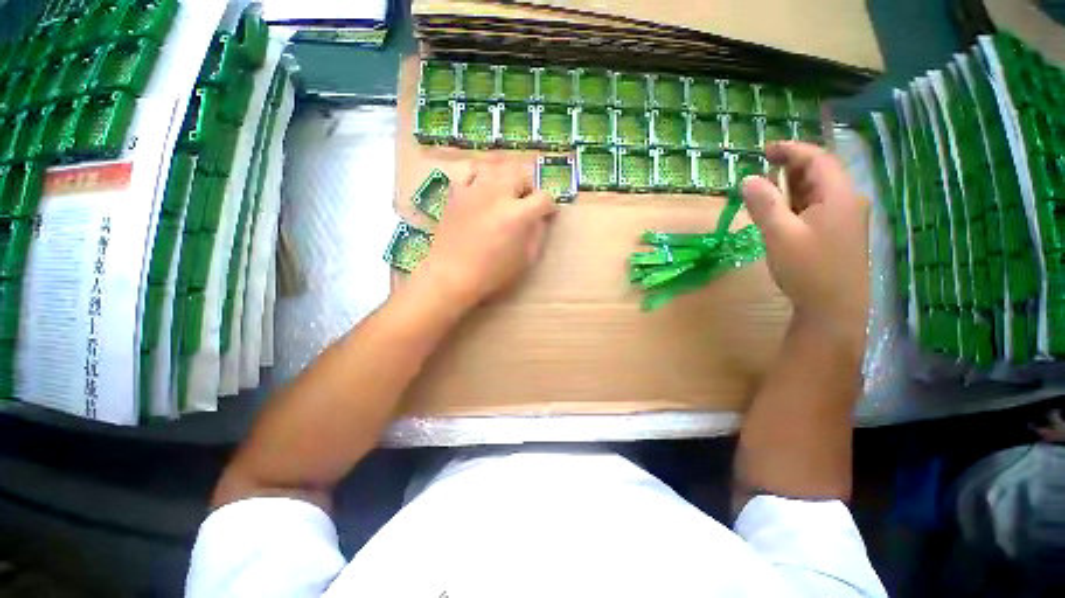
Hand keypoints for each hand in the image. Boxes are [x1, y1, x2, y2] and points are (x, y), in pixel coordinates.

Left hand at [414, 156, 556, 308]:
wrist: (453, 274)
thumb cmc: (492, 273)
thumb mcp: (525, 259)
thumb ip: (538, 235)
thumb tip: (542, 220)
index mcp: (518, 214)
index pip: (543, 198)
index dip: (550, 207)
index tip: (549, 215)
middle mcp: (498, 194)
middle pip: (521, 175)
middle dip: (528, 188)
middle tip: (526, 203)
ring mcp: (475, 190)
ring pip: (497, 168)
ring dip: (506, 180)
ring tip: (504, 194)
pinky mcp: (457, 193)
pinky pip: (471, 173)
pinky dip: (480, 178)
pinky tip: (481, 190)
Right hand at [740, 142, 868, 343]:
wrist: (834, 309)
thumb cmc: (809, 269)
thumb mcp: (780, 235)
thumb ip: (764, 204)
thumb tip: (748, 179)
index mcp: (839, 195)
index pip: (817, 159)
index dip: (791, 150)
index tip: (766, 149)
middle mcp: (848, 201)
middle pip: (820, 172)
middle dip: (792, 166)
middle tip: (763, 167)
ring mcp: (846, 219)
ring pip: (819, 191)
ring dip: (794, 185)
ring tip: (768, 186)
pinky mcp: (839, 234)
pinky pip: (819, 207)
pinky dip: (799, 202)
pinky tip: (783, 210)